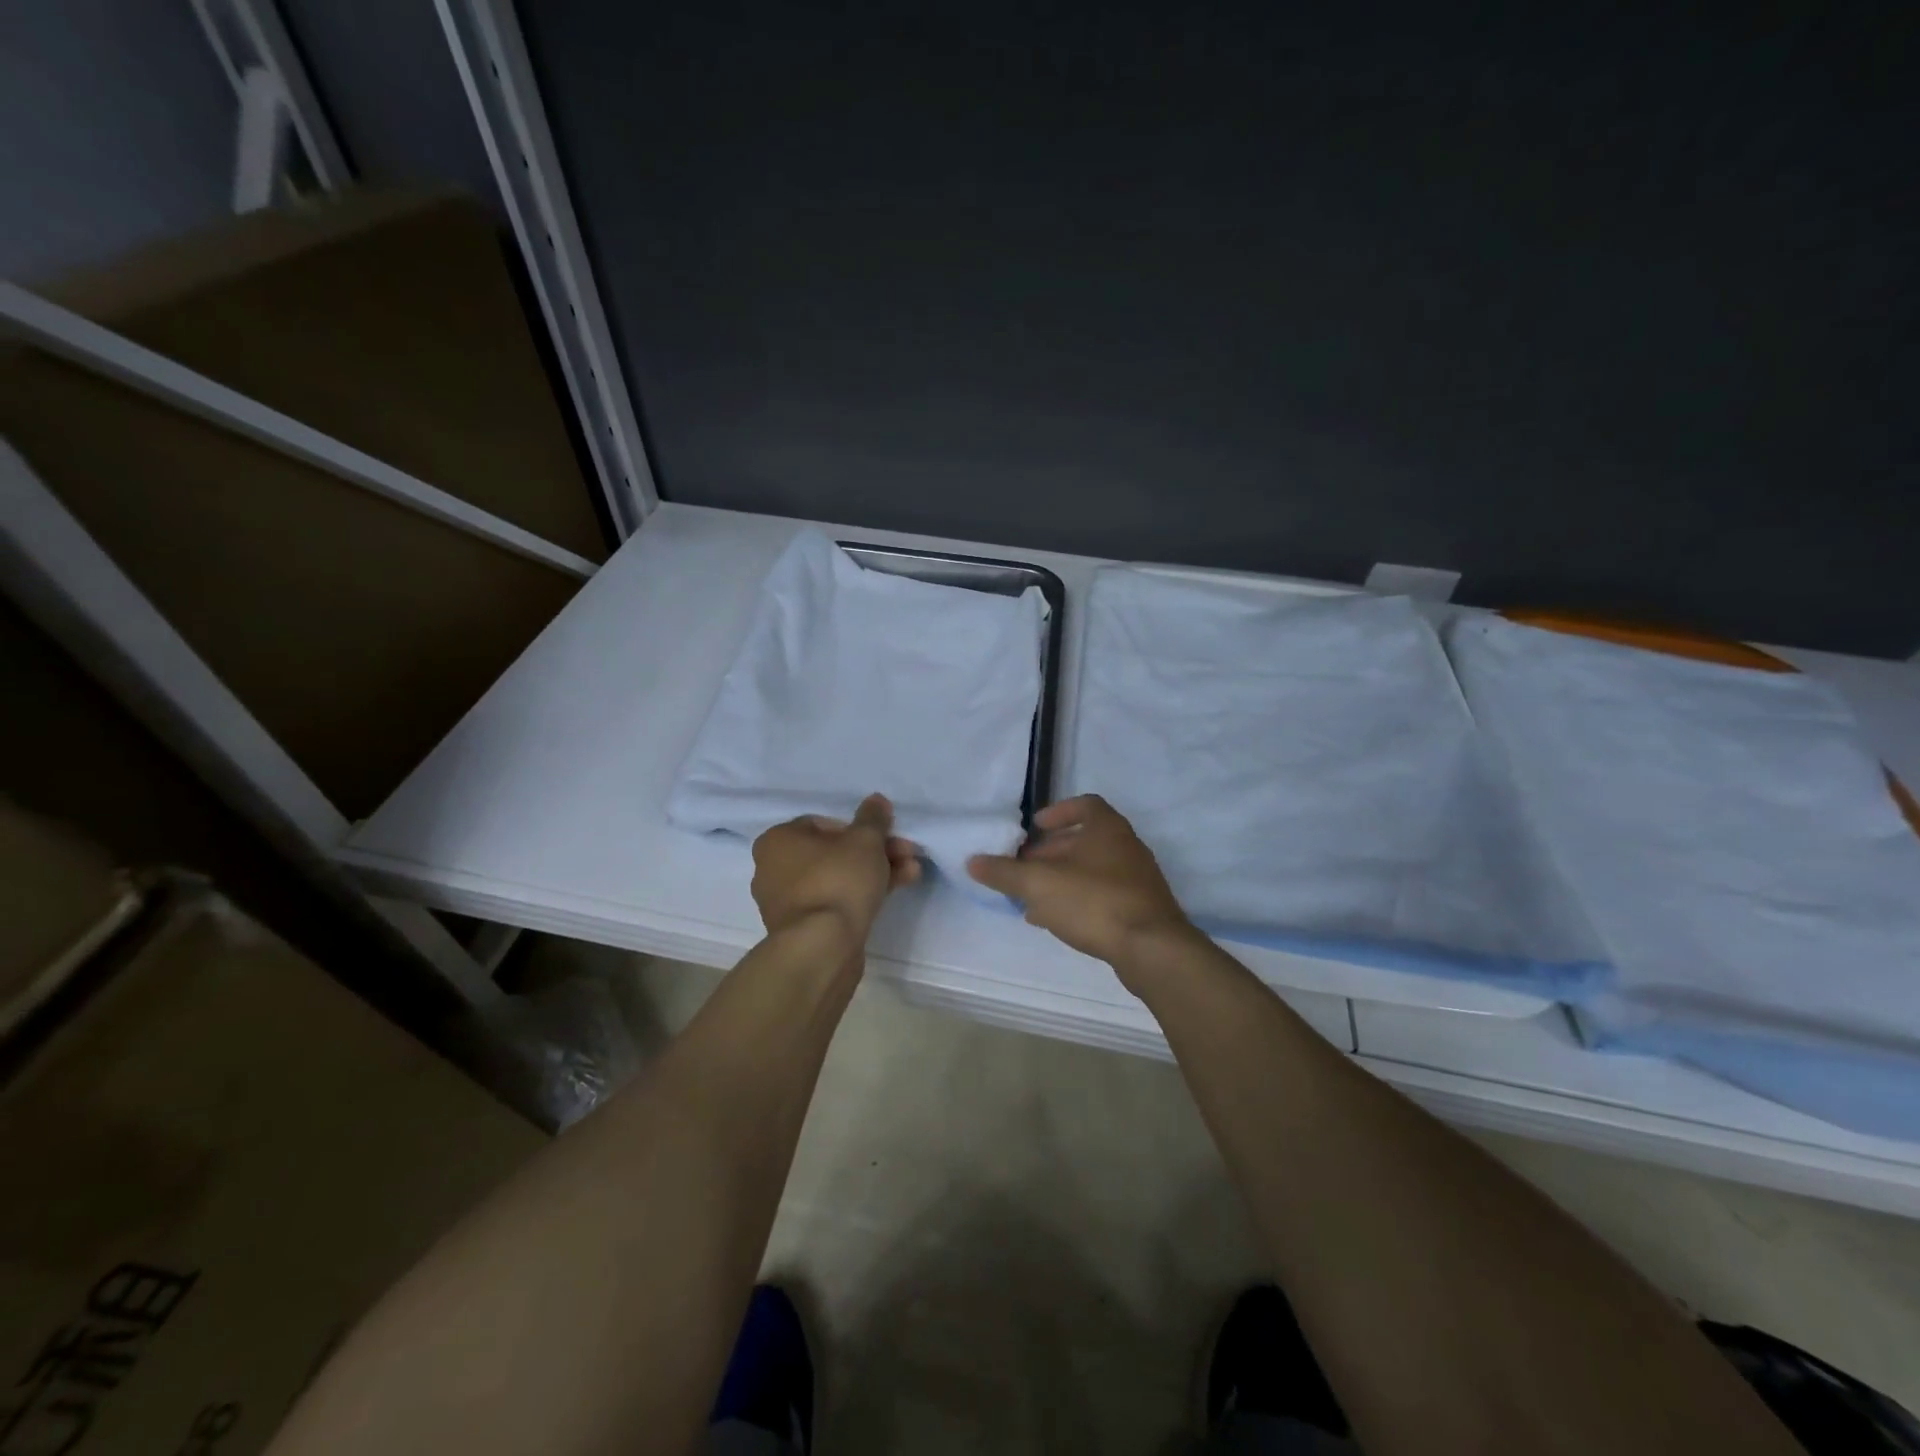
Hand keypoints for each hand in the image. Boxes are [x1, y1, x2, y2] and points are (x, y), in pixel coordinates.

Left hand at [751, 794, 920, 948]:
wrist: (822, 948)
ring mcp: (787, 903)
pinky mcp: (803, 929)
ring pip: (838, 878)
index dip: (860, 828)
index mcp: (778, 841)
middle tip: (907, 853)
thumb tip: (876, 800)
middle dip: (876, 851)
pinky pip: (835, 902)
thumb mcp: (865, 840)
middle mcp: (774, 869)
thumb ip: (873, 818)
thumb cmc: (838, 881)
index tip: (885, 836)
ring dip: (875, 872)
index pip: (823, 823)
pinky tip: (894, 893)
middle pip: (834, 852)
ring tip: (912, 873)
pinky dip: (861, 895)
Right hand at [967, 795, 1195, 971]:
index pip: (1085, 805)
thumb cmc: (1094, 902)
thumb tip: (973, 861)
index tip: (1034, 826)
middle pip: (1085, 840)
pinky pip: (1102, 896)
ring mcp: (1137, 879)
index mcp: (1107, 828)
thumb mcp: (1039, 884)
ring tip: (1031, 898)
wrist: (1152, 949)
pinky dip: (1077, 900)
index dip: (1058, 812)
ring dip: (1061, 879)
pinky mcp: (1140, 909)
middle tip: (1023, 866)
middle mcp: (1126, 847)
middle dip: (1051, 851)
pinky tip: (1054, 920)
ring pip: (1091, 870)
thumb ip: (1005, 872)